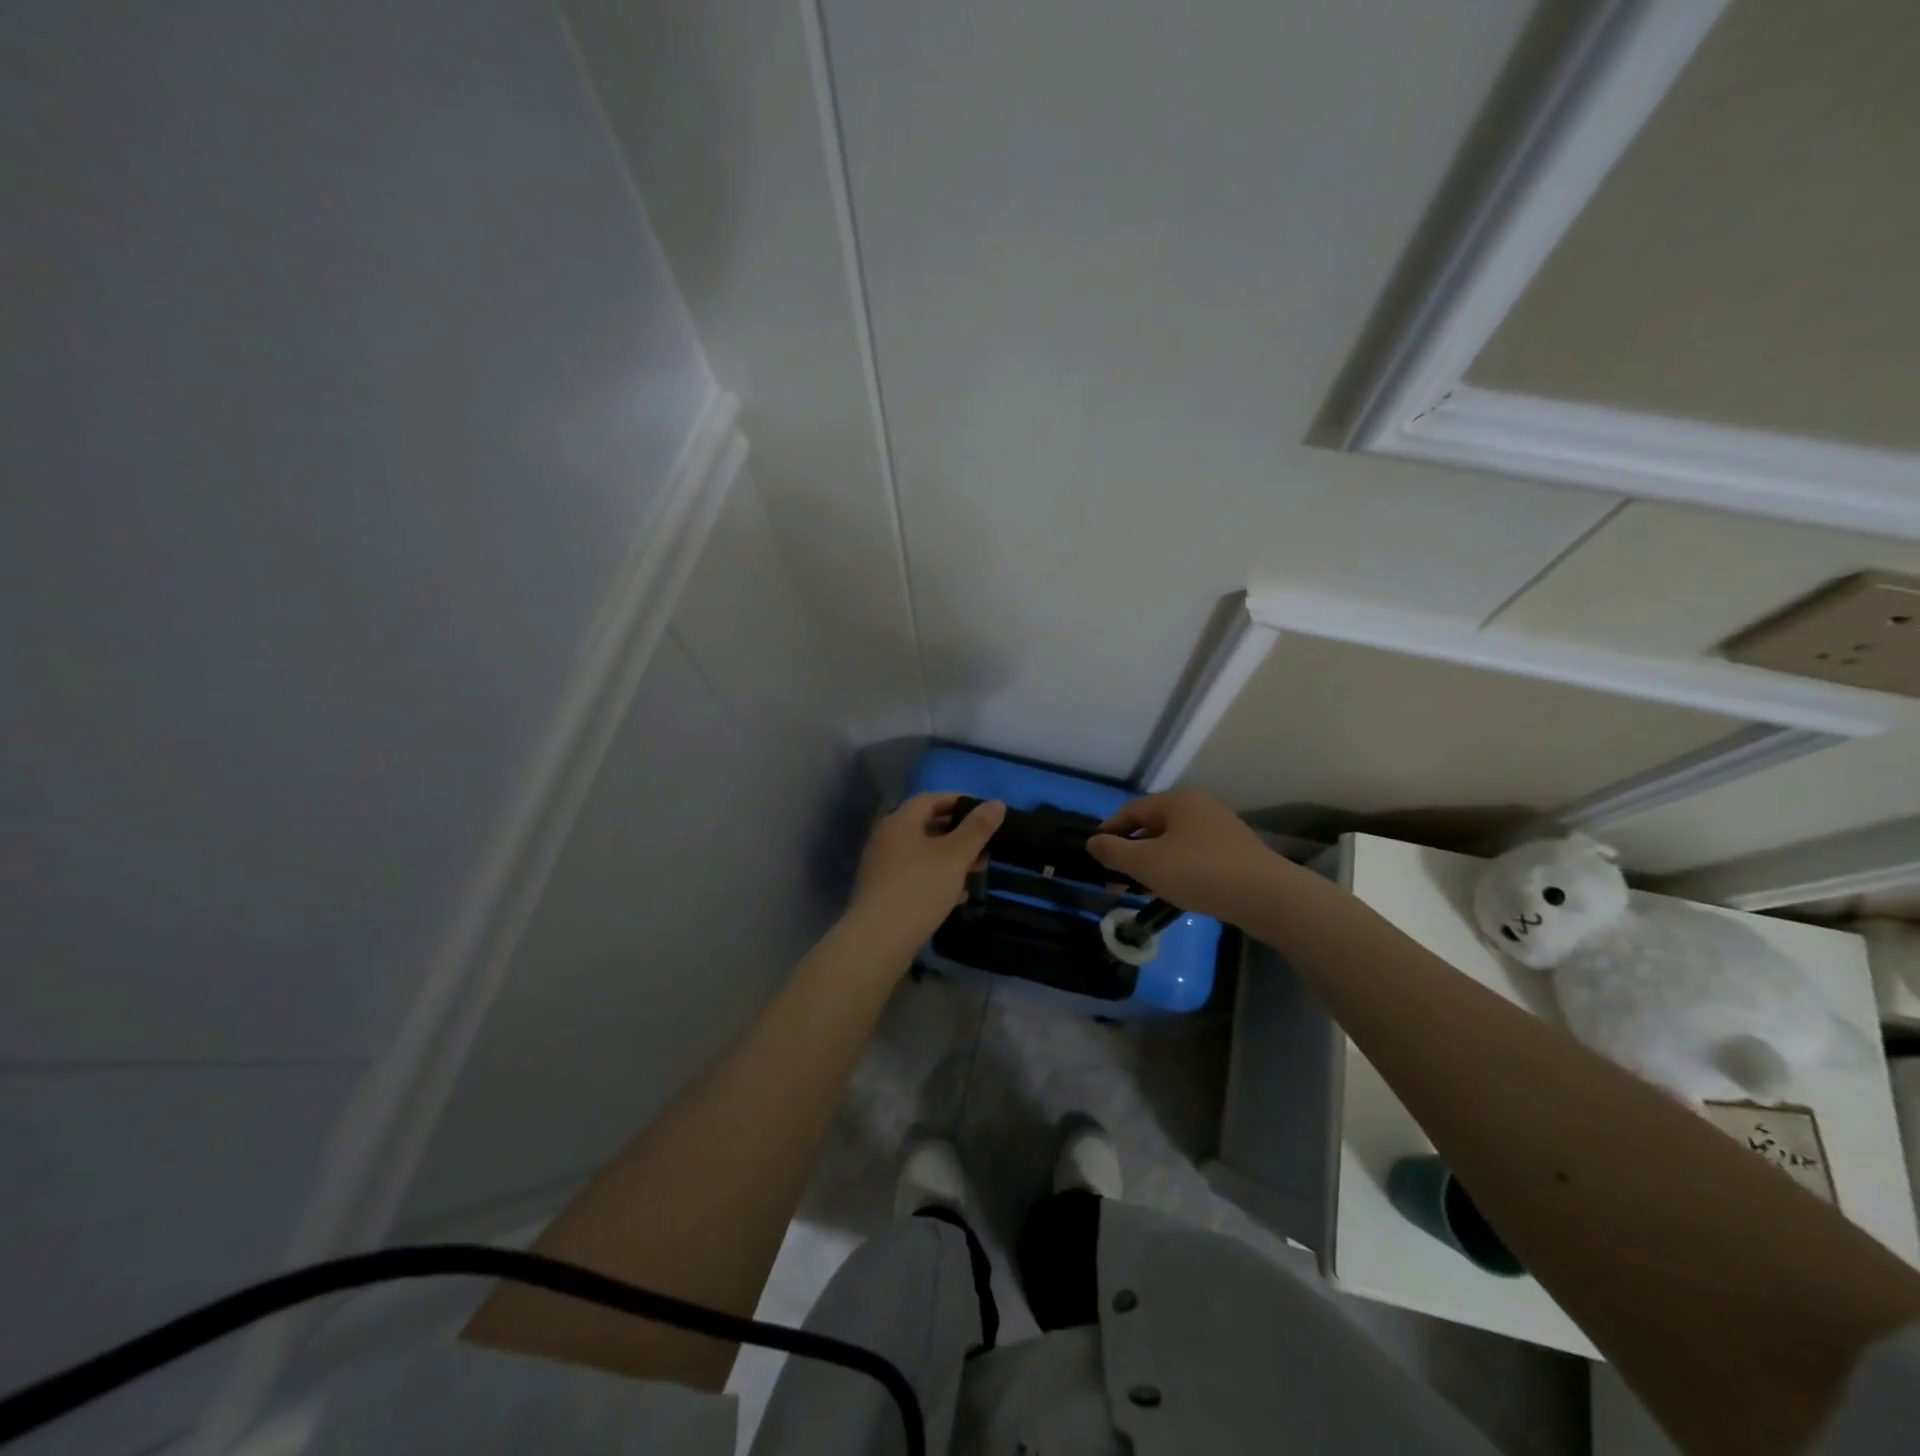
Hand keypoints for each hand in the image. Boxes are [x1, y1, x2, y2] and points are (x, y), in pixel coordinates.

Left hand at [844, 793, 1005, 960]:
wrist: (879, 939)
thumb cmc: (920, 887)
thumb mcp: (956, 855)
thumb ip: (977, 828)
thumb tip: (997, 803)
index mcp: (900, 821)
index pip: (930, 799)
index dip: (958, 801)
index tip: (984, 812)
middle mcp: (886, 839)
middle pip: (926, 826)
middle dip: (958, 833)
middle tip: (986, 844)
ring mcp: (882, 867)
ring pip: (922, 853)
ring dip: (950, 858)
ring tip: (977, 869)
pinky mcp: (883, 893)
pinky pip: (915, 876)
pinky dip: (937, 878)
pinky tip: (957, 895)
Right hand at [1086, 789, 1289, 925]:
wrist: (1266, 897)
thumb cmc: (1199, 872)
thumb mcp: (1147, 863)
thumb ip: (1114, 852)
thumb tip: (1093, 842)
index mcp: (1178, 801)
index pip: (1132, 810)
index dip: (1109, 831)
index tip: (1095, 854)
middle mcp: (1200, 808)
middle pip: (1153, 826)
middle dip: (1130, 852)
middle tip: (1114, 877)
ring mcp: (1220, 830)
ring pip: (1173, 843)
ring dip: (1151, 863)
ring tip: (1138, 888)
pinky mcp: (1234, 854)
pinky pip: (1193, 857)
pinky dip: (1175, 869)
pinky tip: (1171, 891)